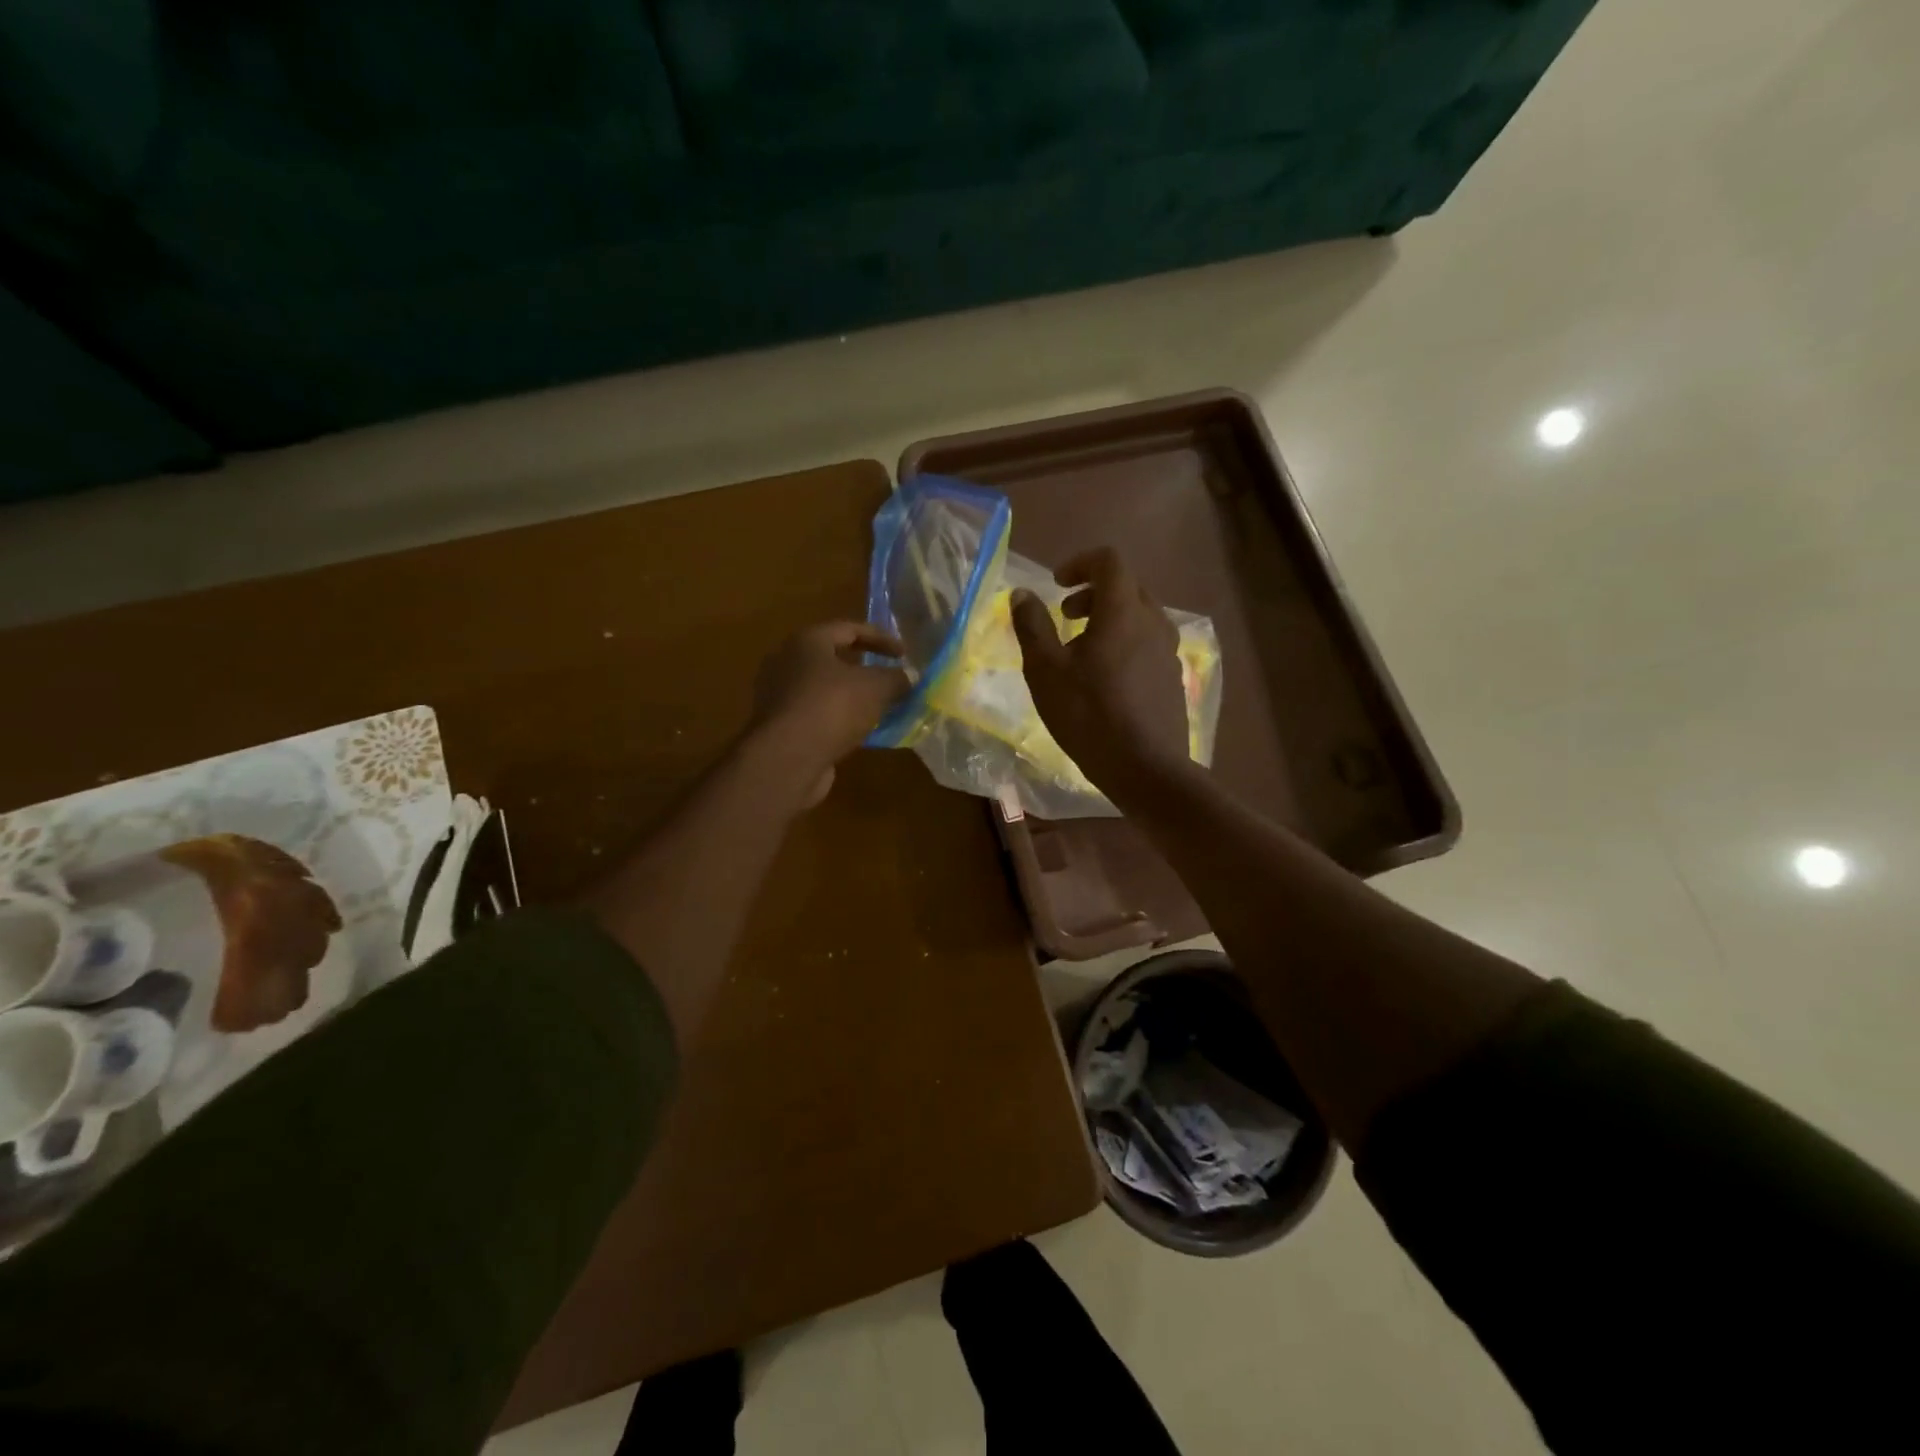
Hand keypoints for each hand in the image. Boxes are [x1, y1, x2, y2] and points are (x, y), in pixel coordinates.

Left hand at [751, 622, 907, 804]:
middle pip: (833, 659)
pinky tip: (862, 733)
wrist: (788, 758)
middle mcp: (787, 663)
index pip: (849, 629)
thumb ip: (896, 678)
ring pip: (826, 690)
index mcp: (807, 641)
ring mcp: (780, 697)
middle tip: (890, 679)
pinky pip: (818, 716)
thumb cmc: (832, 707)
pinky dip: (840, 720)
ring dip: (853, 698)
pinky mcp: (781, 728)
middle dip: (865, 669)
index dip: (881, 638)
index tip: (905, 654)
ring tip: (881, 708)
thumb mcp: (876, 687)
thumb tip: (907, 679)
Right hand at [1010, 548, 1190, 797]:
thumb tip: (1021, 594)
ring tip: (1082, 651)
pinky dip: (1125, 643)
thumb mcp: (1045, 670)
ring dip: (1109, 620)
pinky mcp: (1174, 678)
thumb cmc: (1088, 714)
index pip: (1109, 562)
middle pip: (1127, 587)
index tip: (1057, 584)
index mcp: (1123, 612)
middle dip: (1093, 593)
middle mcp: (1154, 623)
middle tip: (1065, 616)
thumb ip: (1032, 626)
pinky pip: (1148, 644)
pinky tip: (1105, 680)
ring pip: (1140, 617)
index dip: (1080, 563)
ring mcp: (1169, 651)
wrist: (1145, 767)